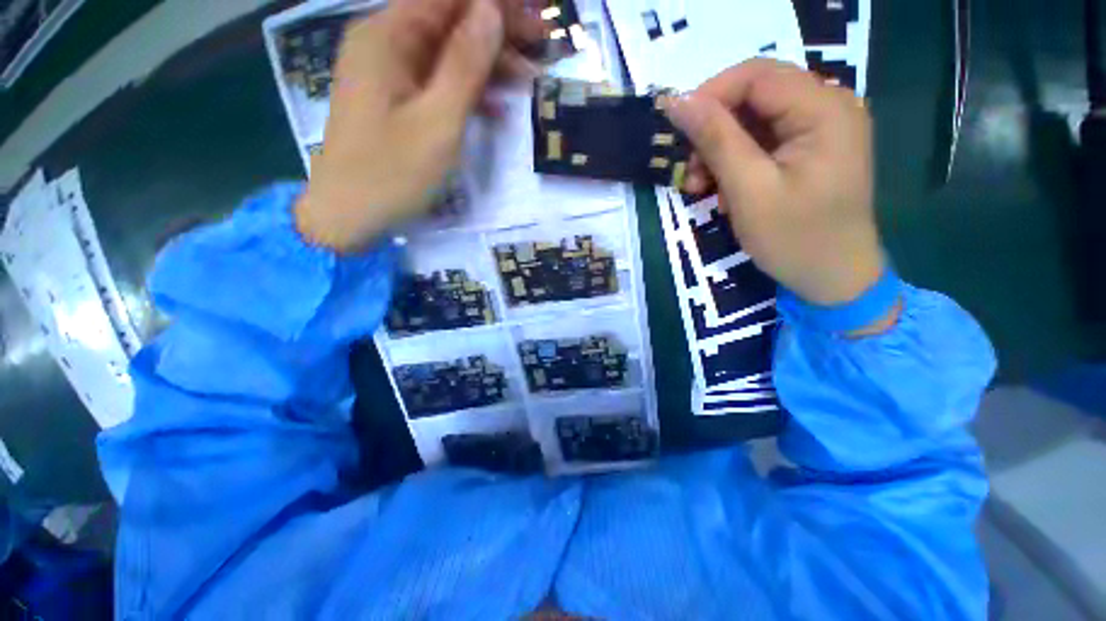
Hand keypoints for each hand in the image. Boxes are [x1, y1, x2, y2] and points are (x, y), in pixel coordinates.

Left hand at [296, 0, 543, 252]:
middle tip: (540, 47)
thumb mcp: (438, 121)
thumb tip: (491, 11)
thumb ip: (465, 65)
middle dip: (495, 30)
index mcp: (387, 35)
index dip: (493, 4)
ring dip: (486, 63)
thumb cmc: (392, 173)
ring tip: (526, 80)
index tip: (534, 16)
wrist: (348, 216)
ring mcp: (389, 73)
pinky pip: (436, 82)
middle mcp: (384, 42)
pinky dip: (467, 90)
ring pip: (445, 52)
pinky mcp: (396, 101)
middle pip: (448, 20)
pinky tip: (495, 107)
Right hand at [665, 59, 881, 306]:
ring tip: (700, 188)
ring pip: (753, 122)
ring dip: (719, 152)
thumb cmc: (795, 239)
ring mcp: (820, 129)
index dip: (710, 96)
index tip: (676, 131)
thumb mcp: (749, 190)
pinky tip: (724, 191)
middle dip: (713, 132)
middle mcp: (827, 107)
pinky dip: (735, 164)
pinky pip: (762, 142)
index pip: (757, 76)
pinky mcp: (809, 150)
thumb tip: (677, 102)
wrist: (833, 278)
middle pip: (754, 97)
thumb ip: (716, 140)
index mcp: (824, 109)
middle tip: (688, 172)